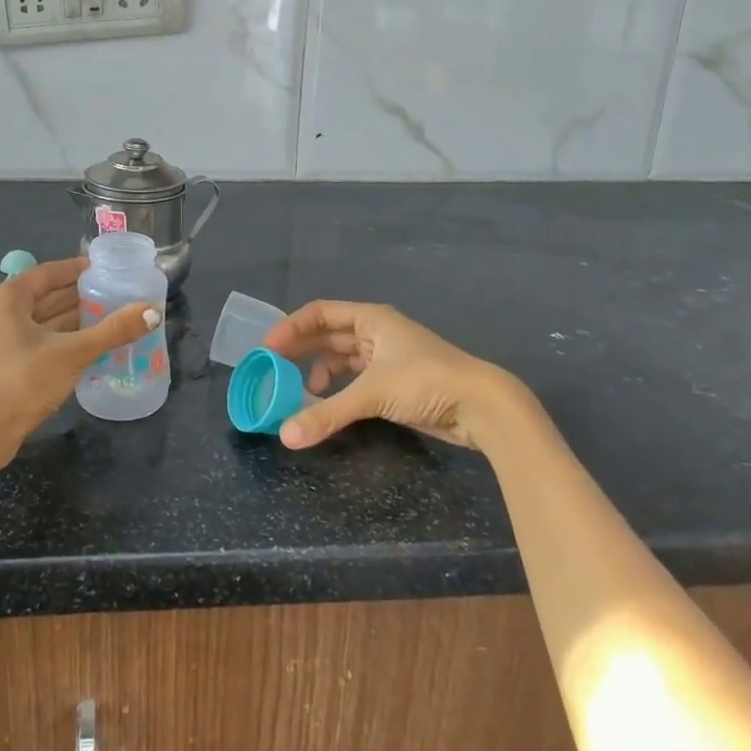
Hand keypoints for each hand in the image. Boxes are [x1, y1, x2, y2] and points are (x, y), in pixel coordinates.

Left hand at [0, 257, 158, 467]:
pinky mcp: (14, 362)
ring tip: (117, 315)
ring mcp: (7, 339)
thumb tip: (153, 311)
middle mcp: (5, 312)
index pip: (50, 272)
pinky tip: (98, 343)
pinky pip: (47, 340)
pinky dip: (70, 338)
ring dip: (80, 318)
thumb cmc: (23, 381)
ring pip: (50, 320)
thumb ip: (113, 330)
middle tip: (121, 292)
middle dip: (84, 295)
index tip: (109, 268)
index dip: (79, 268)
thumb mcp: (72, 352)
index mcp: (10, 298)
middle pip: (51, 295)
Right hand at [261, 300, 524, 452]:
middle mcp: (376, 333)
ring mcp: (387, 358)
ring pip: (342, 359)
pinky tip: (328, 404)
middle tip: (271, 368)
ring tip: (296, 391)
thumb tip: (285, 437)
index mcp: (371, 319)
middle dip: (300, 349)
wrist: (483, 407)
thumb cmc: (426, 382)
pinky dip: (338, 389)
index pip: (320, 313)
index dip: (291, 327)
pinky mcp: (395, 383)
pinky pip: (355, 380)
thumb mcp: (372, 394)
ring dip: (318, 371)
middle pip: (328, 335)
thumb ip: (327, 414)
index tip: (267, 348)